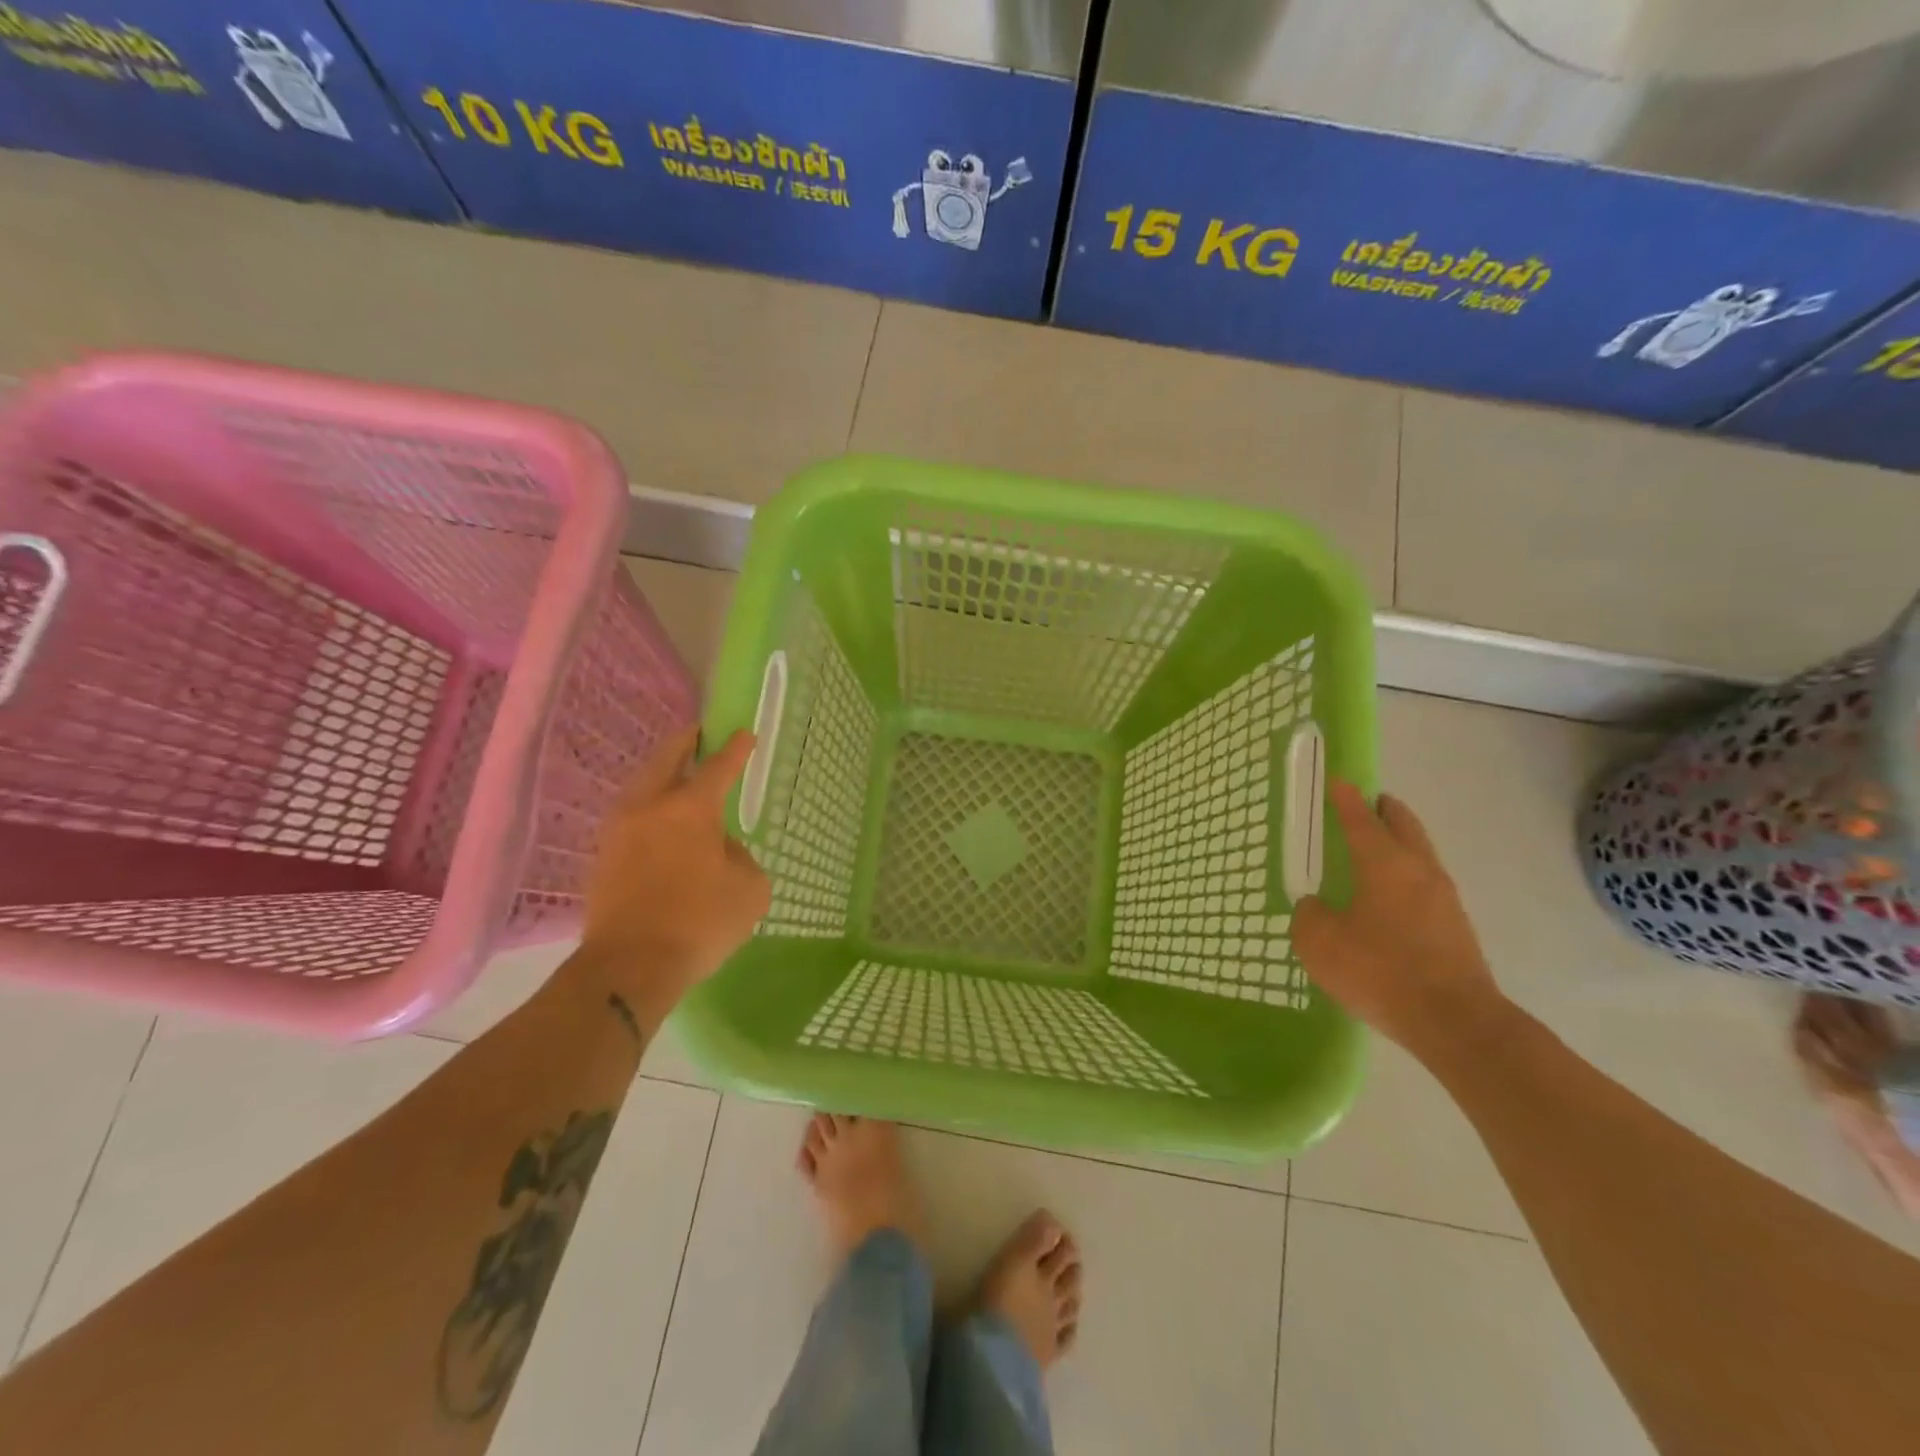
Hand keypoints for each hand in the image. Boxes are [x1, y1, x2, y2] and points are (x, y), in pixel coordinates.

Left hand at [579, 727, 770, 1002]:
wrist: (630, 966)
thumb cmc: (700, 922)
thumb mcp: (749, 889)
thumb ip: (739, 857)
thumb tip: (718, 850)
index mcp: (690, 808)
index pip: (718, 767)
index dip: (734, 749)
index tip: (743, 734)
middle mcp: (649, 807)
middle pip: (665, 759)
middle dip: (685, 742)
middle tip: (698, 734)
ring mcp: (619, 831)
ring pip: (641, 785)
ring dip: (661, 772)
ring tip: (678, 774)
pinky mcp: (603, 857)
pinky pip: (630, 815)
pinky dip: (648, 805)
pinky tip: (660, 819)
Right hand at [1293, 782, 1508, 1061]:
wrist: (1455, 1022)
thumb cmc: (1380, 971)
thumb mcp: (1319, 943)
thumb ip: (1309, 916)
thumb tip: (1316, 907)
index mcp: (1384, 863)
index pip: (1360, 818)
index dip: (1345, 798)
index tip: (1337, 780)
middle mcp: (1419, 870)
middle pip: (1403, 825)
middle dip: (1384, 810)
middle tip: (1365, 804)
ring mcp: (1444, 898)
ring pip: (1420, 853)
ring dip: (1399, 842)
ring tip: (1374, 850)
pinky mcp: (1456, 926)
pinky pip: (1426, 883)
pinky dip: (1406, 875)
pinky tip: (1389, 897)